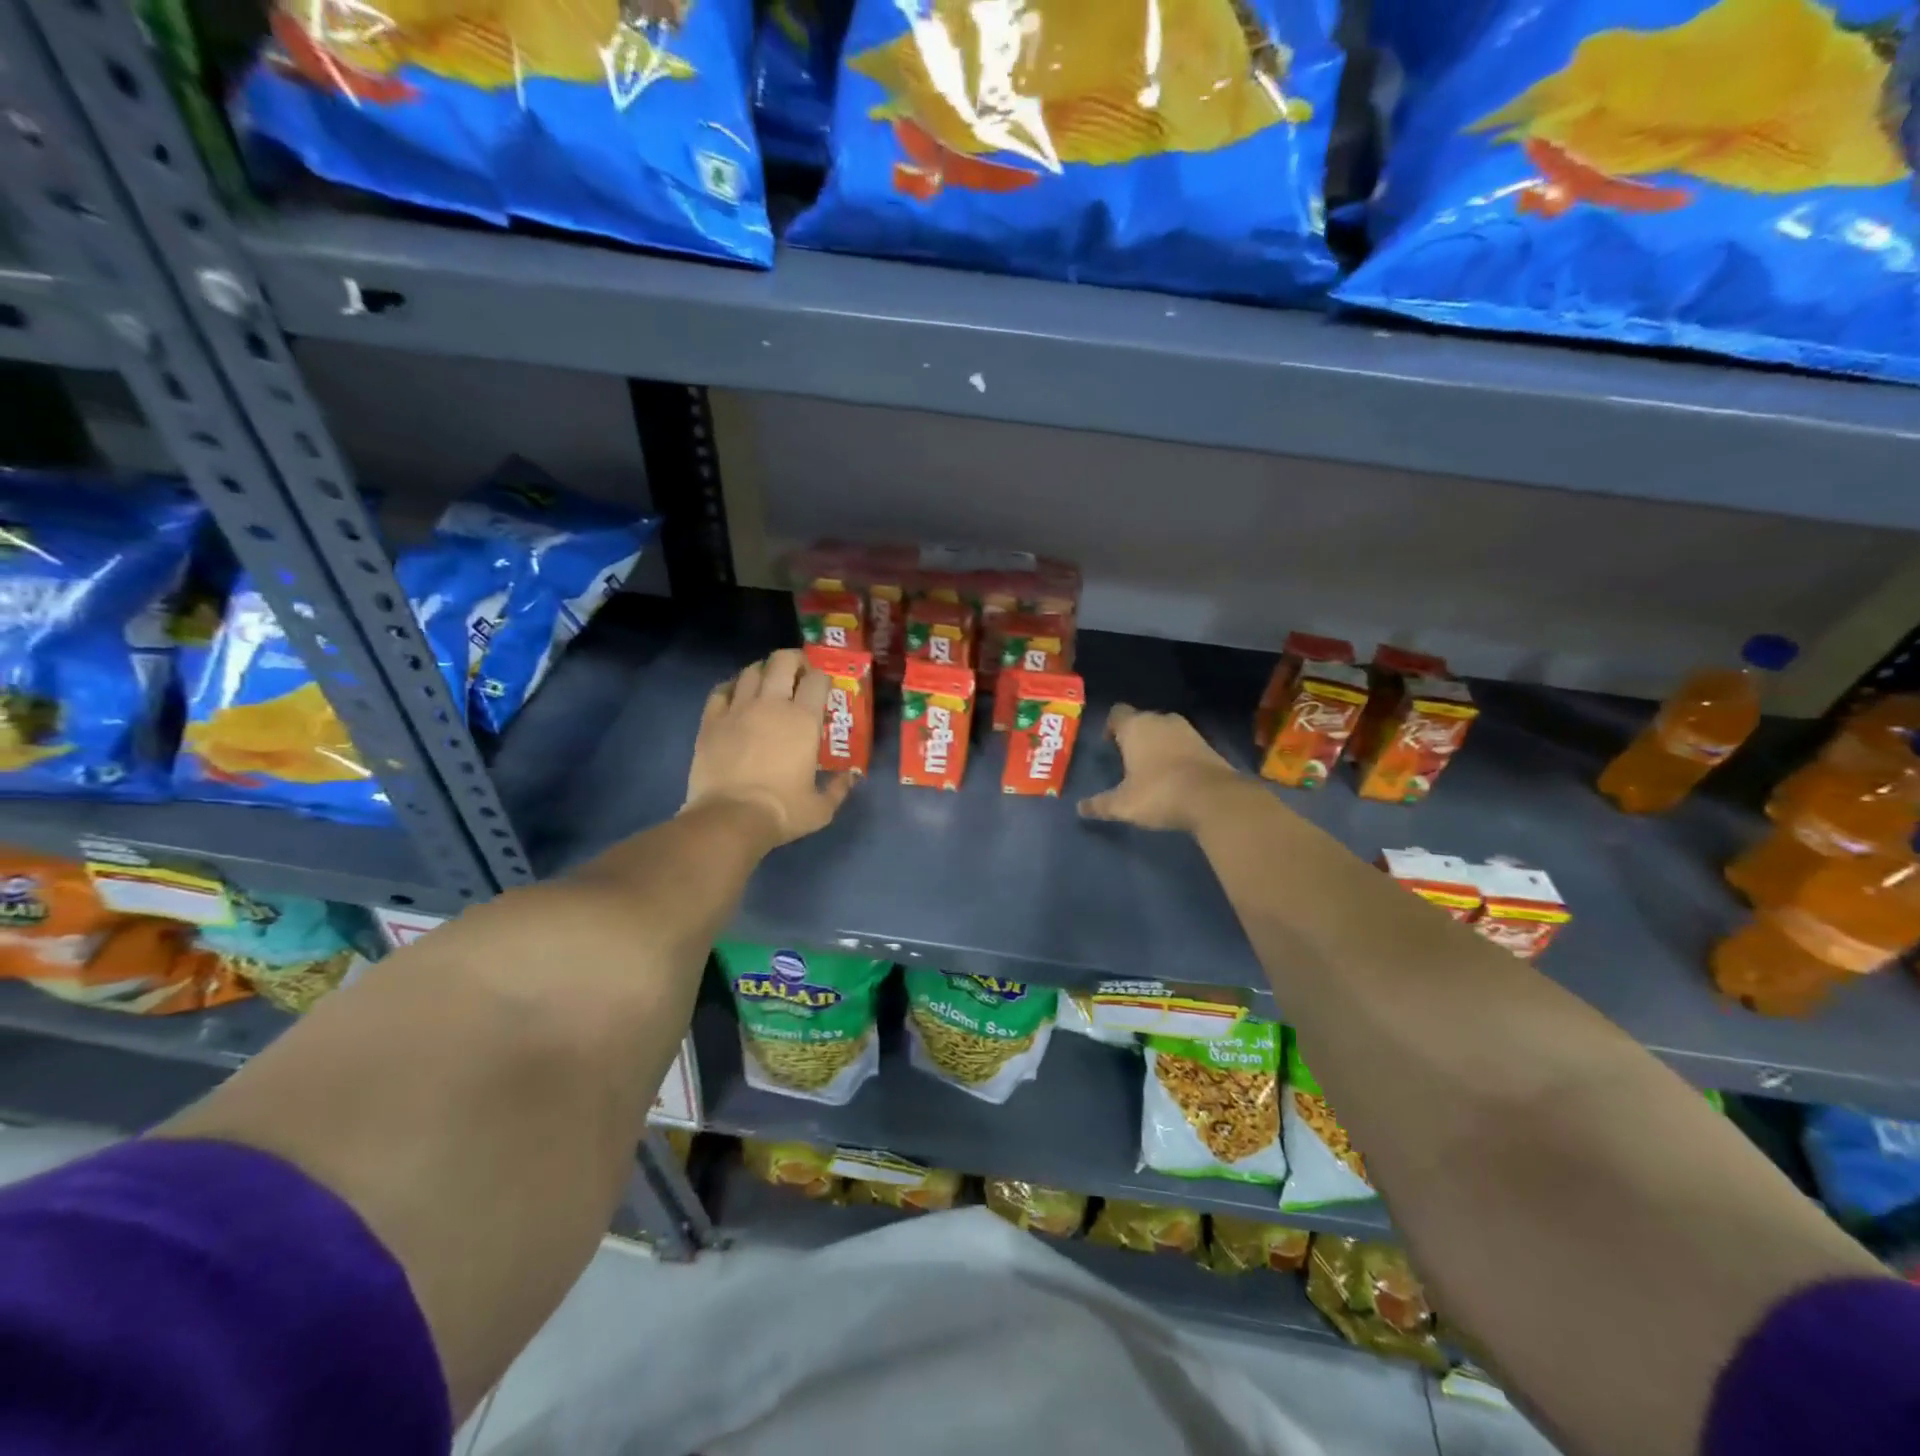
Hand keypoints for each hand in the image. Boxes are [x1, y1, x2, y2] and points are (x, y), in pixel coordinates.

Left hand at [684, 649, 851, 848]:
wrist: (730, 819)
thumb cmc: (782, 811)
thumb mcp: (821, 808)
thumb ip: (839, 788)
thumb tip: (851, 776)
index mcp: (803, 720)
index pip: (817, 679)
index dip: (822, 678)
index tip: (823, 688)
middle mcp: (772, 704)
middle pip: (782, 661)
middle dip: (794, 660)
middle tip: (798, 674)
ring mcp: (738, 709)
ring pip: (751, 671)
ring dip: (763, 672)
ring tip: (767, 683)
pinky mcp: (711, 721)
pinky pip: (721, 690)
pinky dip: (731, 687)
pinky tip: (736, 696)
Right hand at [1078, 704, 1238, 832]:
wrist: (1214, 799)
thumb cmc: (1159, 793)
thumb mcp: (1123, 804)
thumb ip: (1100, 804)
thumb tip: (1080, 808)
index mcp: (1136, 726)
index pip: (1117, 713)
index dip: (1110, 726)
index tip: (1108, 744)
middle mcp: (1161, 720)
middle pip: (1142, 720)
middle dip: (1134, 736)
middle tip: (1127, 759)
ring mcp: (1188, 730)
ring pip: (1165, 731)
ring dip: (1157, 744)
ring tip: (1150, 769)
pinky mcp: (1208, 744)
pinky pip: (1184, 744)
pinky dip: (1177, 755)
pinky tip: (1174, 776)